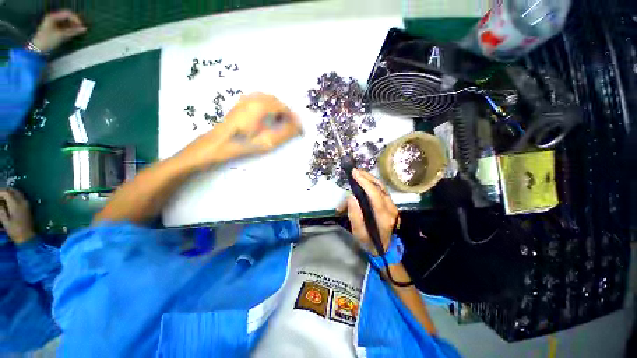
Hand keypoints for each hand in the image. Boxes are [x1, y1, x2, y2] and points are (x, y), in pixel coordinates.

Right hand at [0, 189, 35, 244]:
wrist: (28, 237)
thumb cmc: (15, 231)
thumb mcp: (5, 221)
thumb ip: (1, 210)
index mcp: (16, 205)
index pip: (7, 193)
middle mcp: (23, 202)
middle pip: (13, 191)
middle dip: (4, 191)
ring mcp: (27, 204)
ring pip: (17, 193)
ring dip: (9, 193)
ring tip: (2, 199)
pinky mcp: (28, 207)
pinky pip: (20, 197)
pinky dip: (14, 197)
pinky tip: (8, 202)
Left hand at [30, 10, 86, 52]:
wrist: (37, 49)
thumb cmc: (48, 41)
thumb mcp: (61, 35)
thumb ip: (73, 31)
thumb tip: (85, 28)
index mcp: (54, 16)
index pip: (69, 14)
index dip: (76, 19)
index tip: (81, 27)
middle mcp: (53, 18)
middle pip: (68, 17)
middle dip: (75, 23)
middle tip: (80, 30)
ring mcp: (53, 23)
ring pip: (66, 22)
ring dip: (73, 27)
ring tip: (77, 33)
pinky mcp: (53, 28)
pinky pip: (64, 26)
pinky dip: (69, 29)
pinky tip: (72, 34)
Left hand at [180, 92, 301, 168]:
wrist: (218, 143)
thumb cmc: (244, 143)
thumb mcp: (268, 141)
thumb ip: (286, 132)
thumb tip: (299, 126)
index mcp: (261, 106)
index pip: (283, 107)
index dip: (292, 117)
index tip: (297, 128)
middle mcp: (254, 98)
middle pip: (276, 101)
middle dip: (285, 112)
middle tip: (288, 126)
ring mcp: (245, 99)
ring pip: (267, 99)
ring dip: (276, 108)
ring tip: (278, 122)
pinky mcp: (240, 103)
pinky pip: (258, 99)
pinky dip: (267, 106)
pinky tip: (266, 118)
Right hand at [338, 169, 399, 254]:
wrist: (385, 249)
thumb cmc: (369, 242)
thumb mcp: (359, 233)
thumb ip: (355, 215)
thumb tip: (351, 197)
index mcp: (383, 218)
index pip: (375, 195)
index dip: (365, 183)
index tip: (354, 174)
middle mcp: (391, 210)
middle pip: (380, 188)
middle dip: (367, 177)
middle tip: (355, 171)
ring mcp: (393, 206)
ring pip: (382, 187)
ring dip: (370, 178)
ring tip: (359, 174)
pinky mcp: (391, 205)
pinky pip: (382, 190)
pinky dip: (373, 183)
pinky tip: (365, 181)